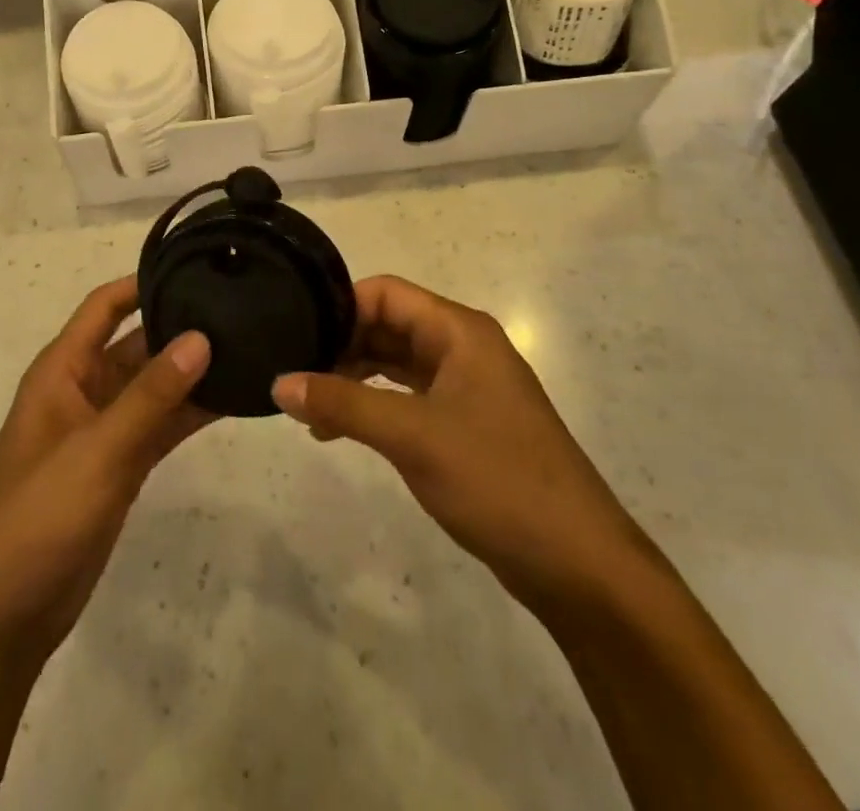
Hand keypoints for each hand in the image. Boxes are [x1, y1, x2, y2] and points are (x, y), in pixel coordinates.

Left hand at [0, 277, 211, 662]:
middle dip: (180, 327)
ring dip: (191, 371)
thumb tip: (201, 337)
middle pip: (136, 343)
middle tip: (239, 308)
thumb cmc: (38, 517)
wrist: (3, 616)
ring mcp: (103, 429)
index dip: (143, 282)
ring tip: (248, 347)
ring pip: (154, 386)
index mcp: (62, 371)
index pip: (105, 306)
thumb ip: (151, 395)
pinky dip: (190, 413)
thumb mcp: (98, 450)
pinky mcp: (120, 466)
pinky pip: (160, 425)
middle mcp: (83, 390)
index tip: (195, 265)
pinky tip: (233, 400)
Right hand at [271, 276, 647, 614]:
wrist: (579, 565)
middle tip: (294, 371)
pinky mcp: (467, 424)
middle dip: (342, 344)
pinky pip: (410, 397)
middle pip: (390, 325)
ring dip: (354, 378)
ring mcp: (468, 387)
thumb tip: (280, 383)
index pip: (387, 293)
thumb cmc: (498, 480)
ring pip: (398, 363)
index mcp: (460, 331)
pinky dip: (375, 405)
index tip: (296, 333)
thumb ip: (343, 405)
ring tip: (308, 406)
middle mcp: (464, 348)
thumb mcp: (412, 437)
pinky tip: (342, 430)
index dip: (341, 307)